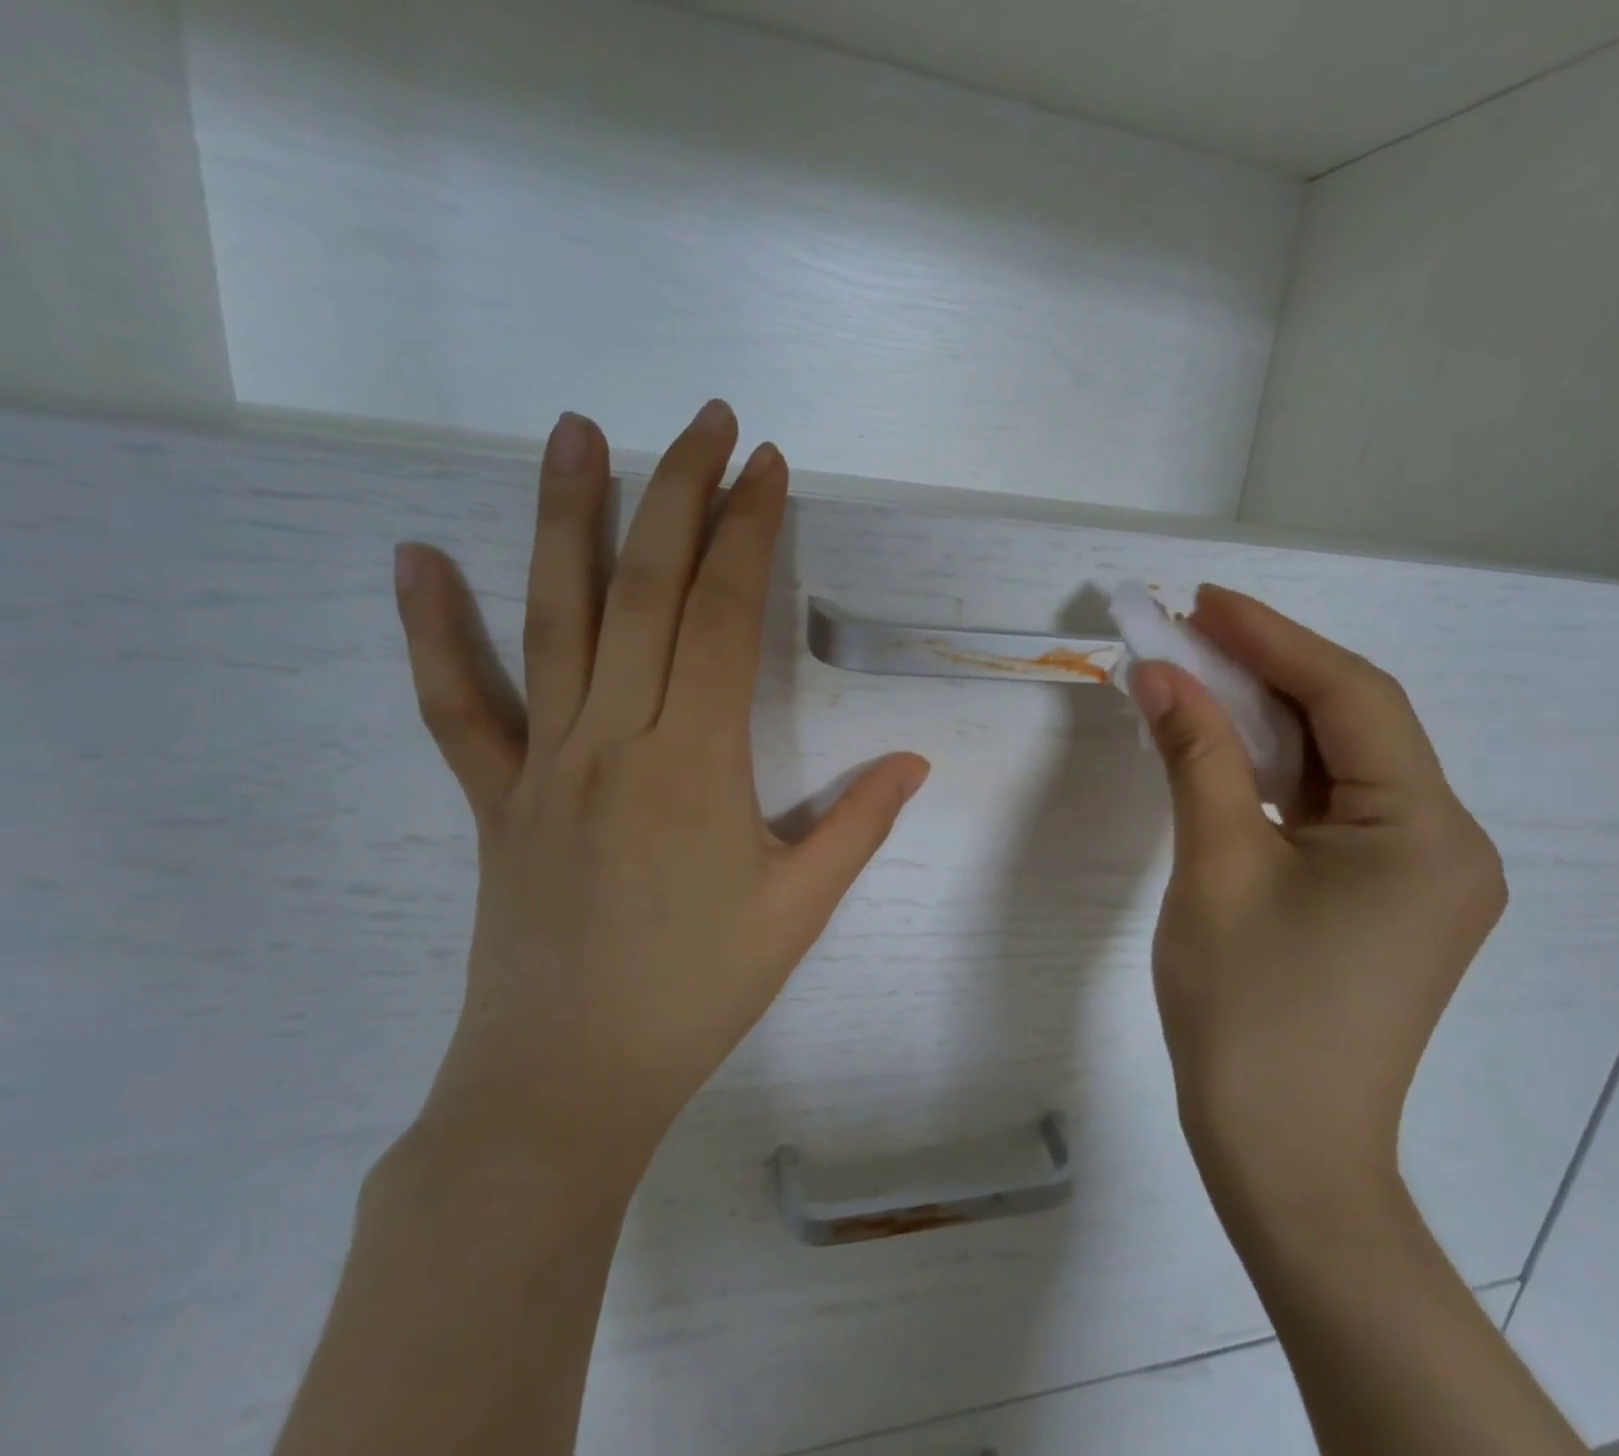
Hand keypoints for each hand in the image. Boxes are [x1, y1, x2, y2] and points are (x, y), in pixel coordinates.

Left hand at [390, 402, 928, 1196]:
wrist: (564, 1084)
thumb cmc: (696, 995)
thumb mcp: (799, 910)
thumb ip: (858, 825)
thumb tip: (912, 761)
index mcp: (692, 762)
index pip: (720, 615)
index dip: (747, 532)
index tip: (766, 466)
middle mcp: (611, 739)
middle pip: (643, 589)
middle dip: (678, 493)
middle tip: (703, 419)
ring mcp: (541, 764)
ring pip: (551, 619)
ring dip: (566, 518)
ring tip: (576, 433)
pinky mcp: (495, 798)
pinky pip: (458, 704)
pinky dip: (433, 630)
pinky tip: (413, 558)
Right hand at [1129, 586, 1505, 1210]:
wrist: (1282, 1153)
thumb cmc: (1249, 1012)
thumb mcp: (1215, 865)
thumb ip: (1195, 754)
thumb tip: (1159, 672)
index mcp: (1425, 832)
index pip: (1352, 697)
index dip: (1273, 638)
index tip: (1203, 600)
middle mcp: (1444, 842)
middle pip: (1352, 724)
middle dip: (1267, 671)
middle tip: (1190, 630)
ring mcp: (1419, 874)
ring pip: (1338, 764)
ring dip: (1267, 718)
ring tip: (1197, 675)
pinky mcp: (1384, 897)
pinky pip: (1330, 806)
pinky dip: (1275, 770)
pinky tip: (1224, 746)